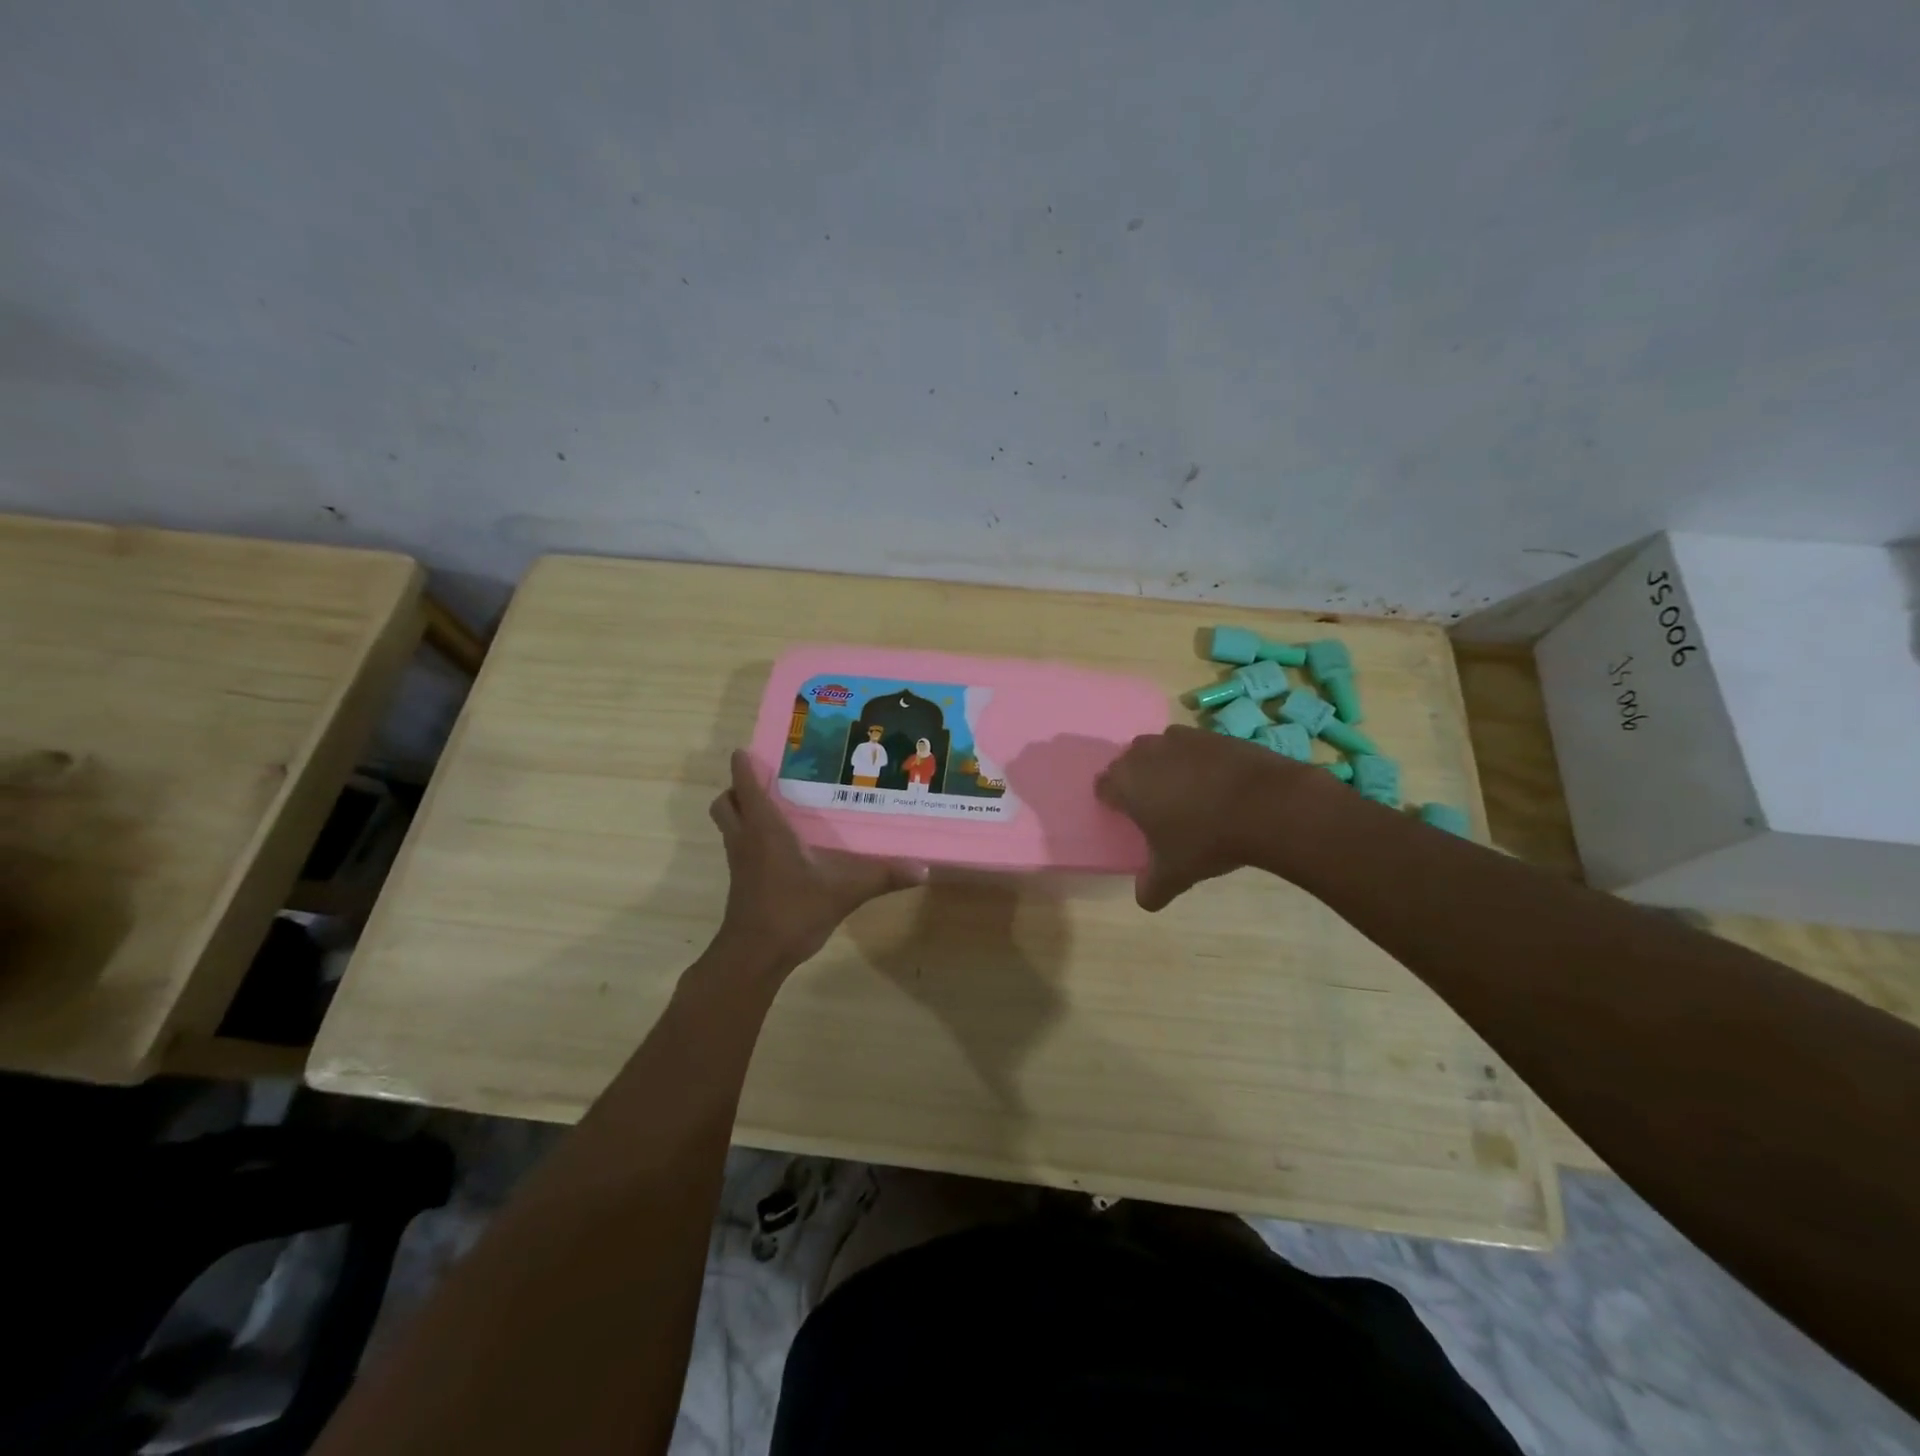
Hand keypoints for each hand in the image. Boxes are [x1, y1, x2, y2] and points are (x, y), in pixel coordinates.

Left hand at [708, 750, 924, 970]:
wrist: (755, 956)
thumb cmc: (792, 912)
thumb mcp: (843, 892)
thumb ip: (882, 877)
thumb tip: (923, 869)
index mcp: (765, 829)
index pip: (745, 784)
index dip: (744, 763)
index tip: (754, 749)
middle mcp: (746, 838)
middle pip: (726, 801)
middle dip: (739, 787)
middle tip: (770, 781)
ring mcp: (740, 861)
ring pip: (729, 824)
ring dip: (743, 811)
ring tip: (778, 806)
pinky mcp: (742, 881)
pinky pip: (740, 845)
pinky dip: (752, 836)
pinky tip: (783, 845)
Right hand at [1095, 725, 1325, 910]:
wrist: (1267, 805)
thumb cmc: (1206, 839)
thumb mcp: (1174, 874)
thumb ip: (1151, 888)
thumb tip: (1145, 899)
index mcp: (1126, 782)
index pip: (1103, 786)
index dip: (1112, 802)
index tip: (1127, 820)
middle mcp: (1146, 753)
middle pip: (1128, 763)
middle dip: (1136, 781)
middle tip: (1154, 808)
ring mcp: (1180, 738)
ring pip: (1160, 749)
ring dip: (1165, 766)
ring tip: (1185, 793)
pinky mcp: (1212, 734)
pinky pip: (1193, 746)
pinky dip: (1197, 761)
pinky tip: (1216, 784)